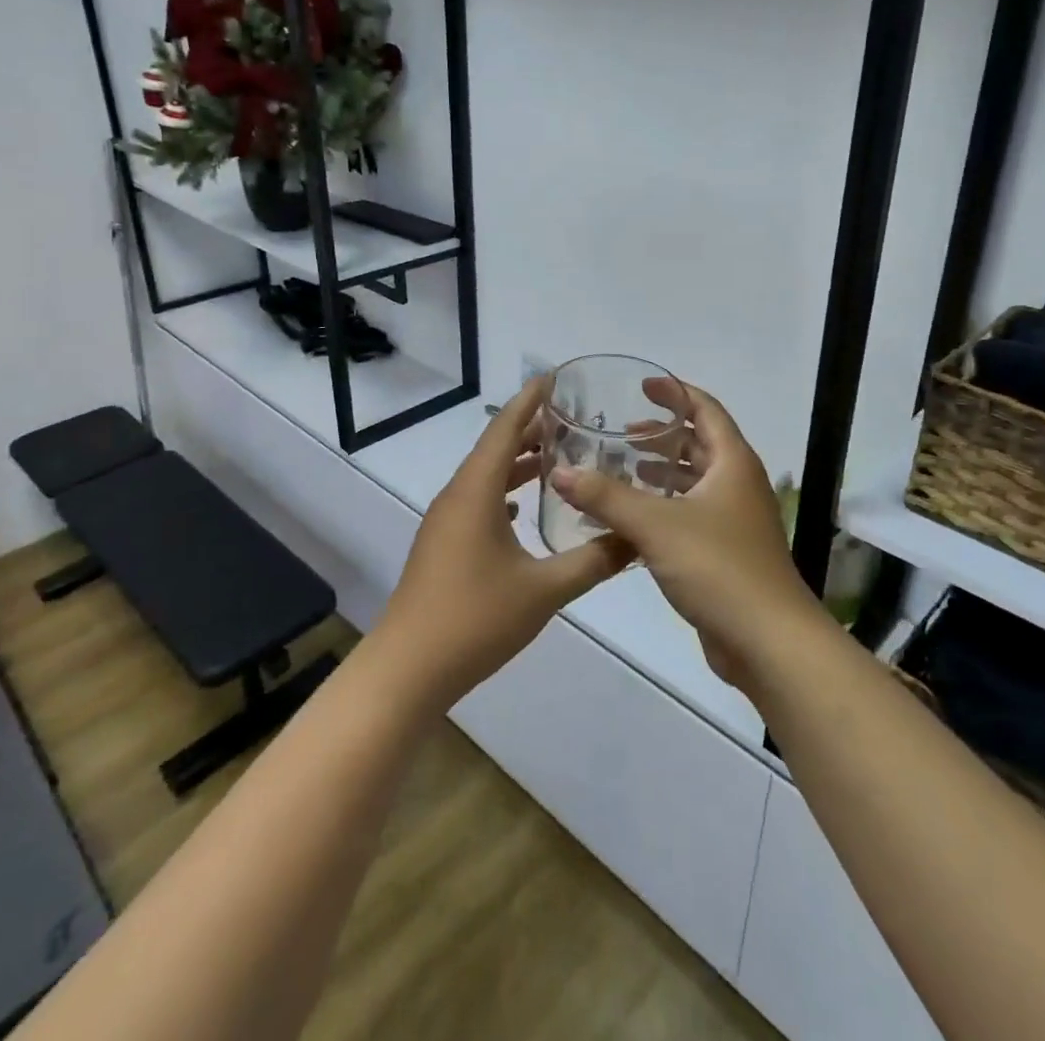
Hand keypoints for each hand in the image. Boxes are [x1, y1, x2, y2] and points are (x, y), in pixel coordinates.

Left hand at [372, 378, 631, 710]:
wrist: (408, 669)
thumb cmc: (475, 619)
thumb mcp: (544, 590)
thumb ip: (593, 560)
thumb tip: (636, 539)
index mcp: (477, 492)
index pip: (505, 428)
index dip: (530, 399)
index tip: (554, 376)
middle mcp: (458, 496)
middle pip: (496, 448)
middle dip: (531, 429)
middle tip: (573, 418)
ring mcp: (446, 522)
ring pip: (486, 477)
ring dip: (518, 463)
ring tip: (557, 457)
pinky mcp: (444, 545)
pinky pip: (478, 502)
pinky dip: (505, 493)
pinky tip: (524, 509)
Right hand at [548, 382, 825, 691]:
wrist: (767, 641)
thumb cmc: (718, 567)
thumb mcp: (655, 525)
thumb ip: (605, 496)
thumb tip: (560, 472)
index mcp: (732, 463)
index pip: (705, 410)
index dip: (675, 393)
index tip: (642, 387)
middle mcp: (736, 484)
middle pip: (699, 445)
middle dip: (661, 436)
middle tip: (619, 434)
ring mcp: (733, 520)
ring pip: (693, 482)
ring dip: (660, 473)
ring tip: (619, 470)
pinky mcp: (724, 552)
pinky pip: (689, 515)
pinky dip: (662, 507)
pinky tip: (630, 519)